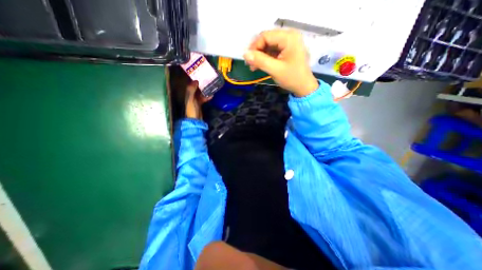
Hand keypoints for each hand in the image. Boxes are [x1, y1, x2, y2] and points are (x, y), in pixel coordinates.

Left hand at [183, 80, 211, 119]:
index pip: (190, 86)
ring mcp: (196, 101)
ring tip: (210, 87)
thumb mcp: (191, 99)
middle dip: (200, 85)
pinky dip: (207, 97)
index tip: (200, 77)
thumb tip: (195, 81)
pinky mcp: (200, 104)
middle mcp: (191, 96)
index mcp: (187, 95)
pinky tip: (211, 96)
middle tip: (207, 81)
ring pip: (200, 93)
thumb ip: (192, 90)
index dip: (194, 81)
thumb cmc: (192, 109)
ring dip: (205, 91)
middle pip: (196, 89)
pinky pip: (203, 98)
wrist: (195, 119)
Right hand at [243, 28, 319, 96]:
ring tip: (254, 67)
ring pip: (268, 45)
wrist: (303, 87)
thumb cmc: (292, 78)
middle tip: (250, 64)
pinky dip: (265, 58)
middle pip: (266, 39)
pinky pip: (272, 50)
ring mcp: (288, 43)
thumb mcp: (275, 70)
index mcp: (288, 38)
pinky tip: (260, 66)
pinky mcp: (286, 50)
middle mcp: (289, 36)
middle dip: (257, 52)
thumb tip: (245, 54)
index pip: (265, 36)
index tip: (248, 60)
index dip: (254, 47)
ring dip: (260, 56)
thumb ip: (260, 61)